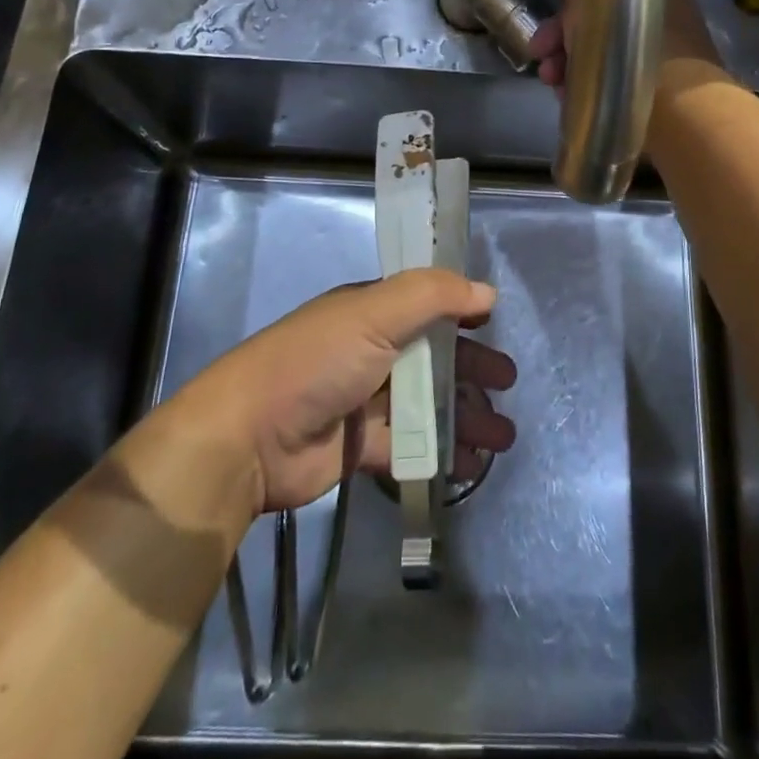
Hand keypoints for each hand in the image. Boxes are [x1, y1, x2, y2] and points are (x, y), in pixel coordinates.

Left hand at [175, 269, 517, 514]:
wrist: (250, 438)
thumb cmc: (317, 362)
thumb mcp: (374, 314)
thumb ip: (433, 296)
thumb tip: (486, 292)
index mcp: (370, 313)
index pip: (425, 305)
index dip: (461, 313)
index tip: (496, 326)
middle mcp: (370, 351)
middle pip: (432, 357)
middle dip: (472, 369)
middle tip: (508, 385)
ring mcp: (365, 401)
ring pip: (427, 404)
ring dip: (466, 416)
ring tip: (502, 438)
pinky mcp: (361, 448)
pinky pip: (412, 447)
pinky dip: (442, 454)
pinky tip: (471, 466)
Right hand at [527, 0, 720, 91]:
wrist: (680, 110)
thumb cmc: (634, 45)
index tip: (555, 11)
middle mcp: (660, 15)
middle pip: (600, 19)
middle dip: (562, 35)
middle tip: (540, 51)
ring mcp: (662, 54)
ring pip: (602, 51)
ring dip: (568, 63)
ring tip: (551, 80)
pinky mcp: (657, 89)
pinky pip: (612, 80)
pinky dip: (587, 85)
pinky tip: (567, 97)